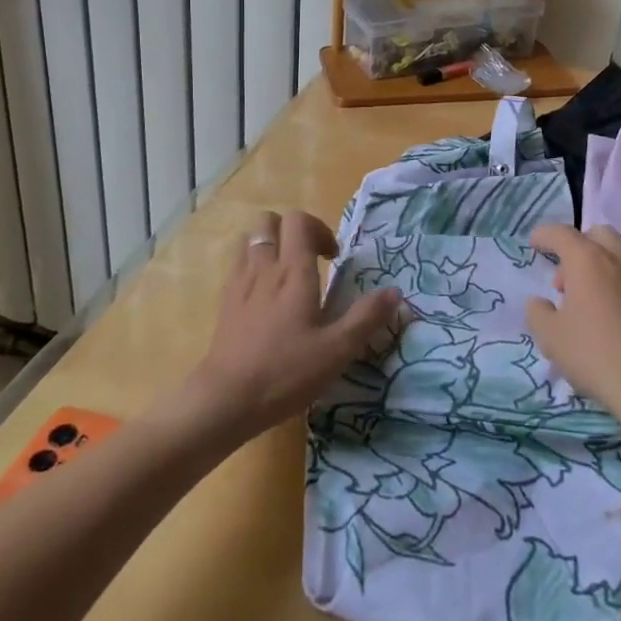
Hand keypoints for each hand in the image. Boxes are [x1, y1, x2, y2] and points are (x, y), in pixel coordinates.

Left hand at [185, 210, 401, 438]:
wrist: (225, 400)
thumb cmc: (286, 372)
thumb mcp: (337, 350)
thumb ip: (366, 317)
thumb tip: (395, 292)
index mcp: (293, 272)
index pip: (299, 221)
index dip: (319, 229)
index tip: (333, 258)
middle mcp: (264, 267)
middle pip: (270, 221)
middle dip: (293, 230)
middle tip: (310, 259)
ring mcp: (240, 283)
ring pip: (249, 239)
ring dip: (269, 244)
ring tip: (285, 272)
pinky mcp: (224, 302)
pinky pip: (237, 264)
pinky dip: (252, 265)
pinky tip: (264, 295)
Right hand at [525, 223, 620, 422]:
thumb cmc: (593, 353)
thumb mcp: (550, 336)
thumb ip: (538, 312)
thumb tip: (540, 303)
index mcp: (587, 258)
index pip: (561, 233)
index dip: (544, 235)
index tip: (534, 243)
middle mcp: (618, 256)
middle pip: (596, 235)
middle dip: (577, 247)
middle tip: (564, 280)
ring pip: (619, 252)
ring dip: (600, 262)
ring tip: (589, 296)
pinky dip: (619, 281)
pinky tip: (613, 311)